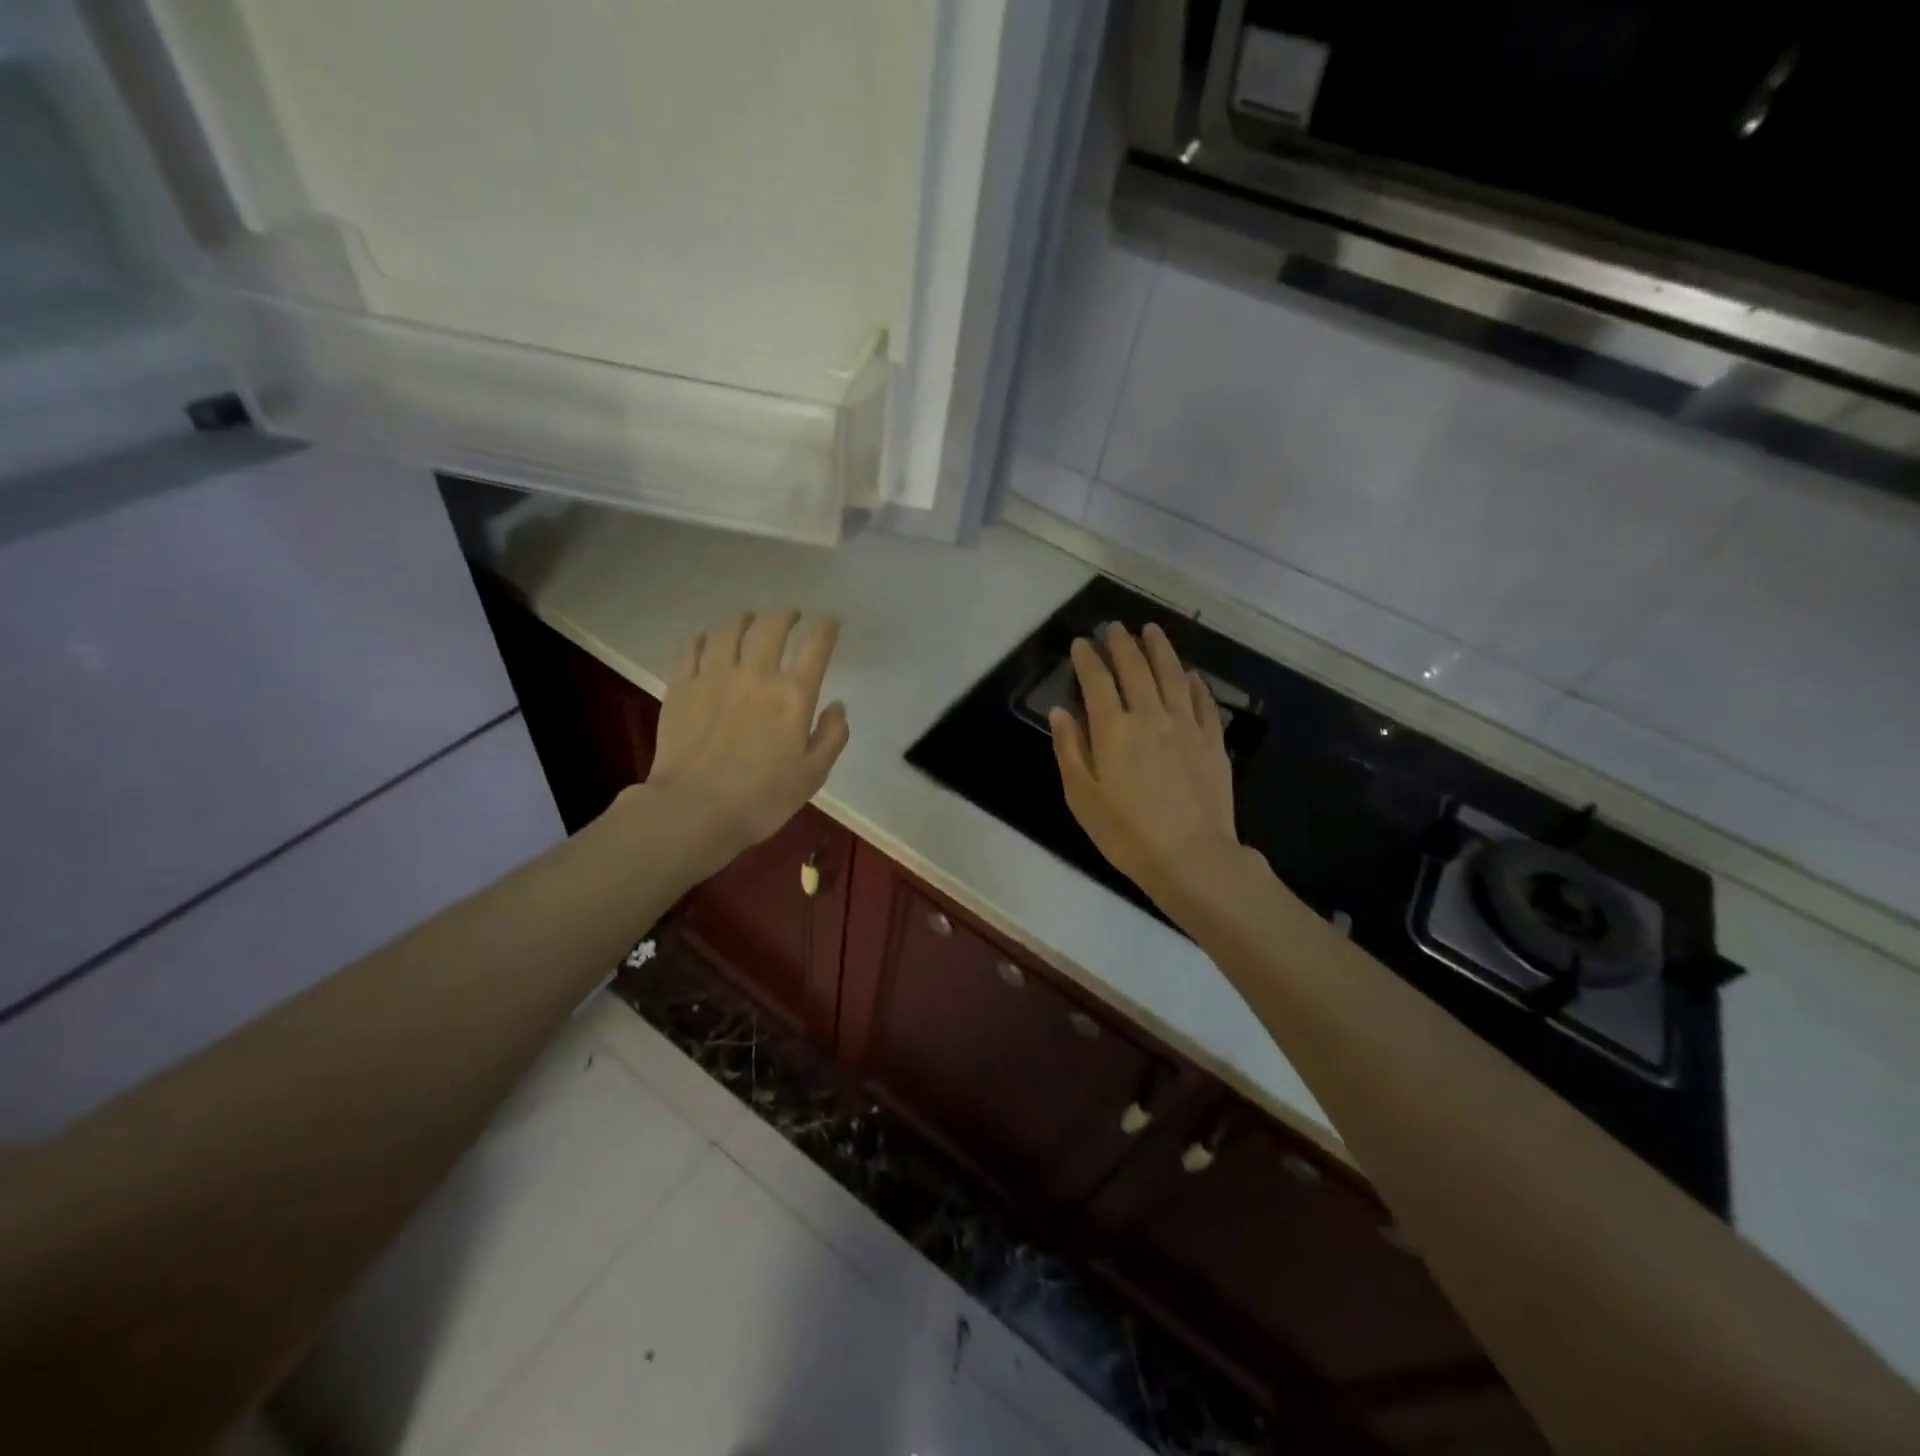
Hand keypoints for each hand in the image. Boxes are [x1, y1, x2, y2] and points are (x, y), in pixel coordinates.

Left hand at [642, 610, 848, 866]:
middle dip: (785, 615)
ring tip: (749, 620)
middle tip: (790, 616)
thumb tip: (837, 706)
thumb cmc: (762, 798)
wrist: (694, 810)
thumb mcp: (813, 775)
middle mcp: (755, 674)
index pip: (816, 647)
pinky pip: (692, 648)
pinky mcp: (681, 686)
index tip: (830, 620)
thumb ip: (832, 736)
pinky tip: (707, 640)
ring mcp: (714, 676)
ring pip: (729, 630)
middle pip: (771, 627)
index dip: (826, 628)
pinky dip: (704, 638)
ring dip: (744, 619)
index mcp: (793, 695)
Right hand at [1049, 622, 1247, 921]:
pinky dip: (1193, 682)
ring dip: (1160, 649)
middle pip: (1136, 668)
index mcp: (1113, 729)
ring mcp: (1186, 726)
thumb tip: (1061, 711)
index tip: (1081, 643)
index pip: (1098, 681)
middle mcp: (1150, 716)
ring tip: (1151, 630)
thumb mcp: (1082, 796)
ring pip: (1172, 675)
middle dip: (1122, 644)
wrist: (1191, 856)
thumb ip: (1070, 749)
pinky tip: (1189, 674)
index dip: (1087, 658)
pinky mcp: (1212, 741)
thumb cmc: (1126, 833)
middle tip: (1115, 627)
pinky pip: (1202, 701)